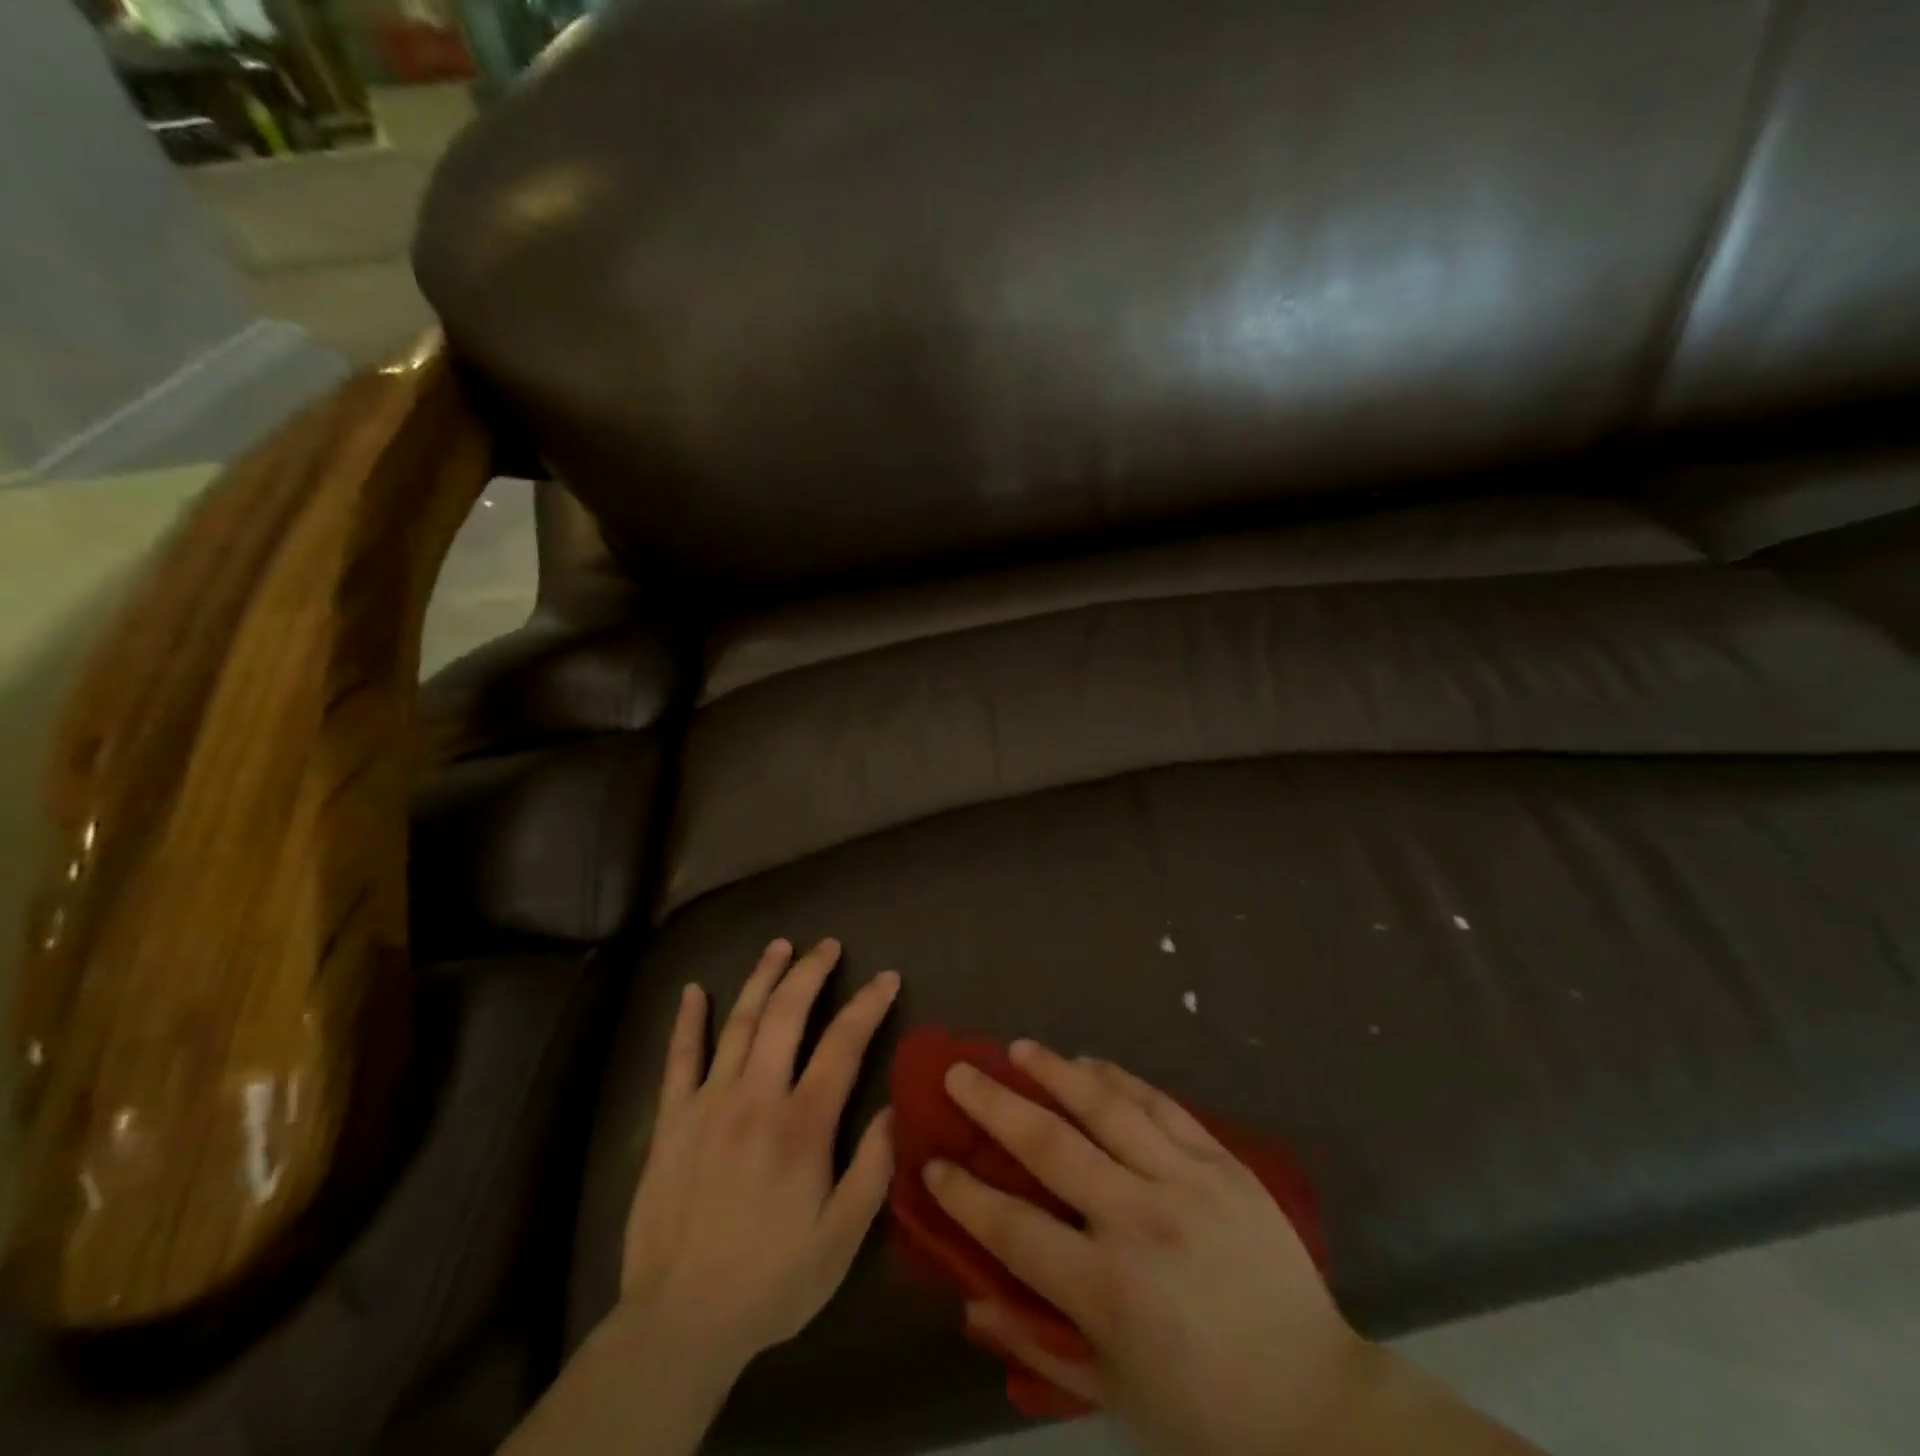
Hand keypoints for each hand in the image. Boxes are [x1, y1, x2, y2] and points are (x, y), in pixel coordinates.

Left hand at [619, 937, 899, 1370]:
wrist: (678, 1324)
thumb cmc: (771, 1281)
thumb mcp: (841, 1239)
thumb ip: (873, 1168)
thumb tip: (895, 1107)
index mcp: (802, 1124)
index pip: (843, 1044)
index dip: (868, 1004)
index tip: (886, 976)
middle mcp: (756, 1097)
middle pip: (786, 1015)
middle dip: (811, 972)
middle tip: (828, 945)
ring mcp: (708, 1103)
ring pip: (738, 1023)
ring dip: (761, 979)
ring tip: (779, 947)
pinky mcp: (671, 1121)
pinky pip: (679, 1059)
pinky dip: (687, 1021)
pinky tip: (692, 991)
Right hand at [923, 1041, 1369, 1454]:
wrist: (1319, 1404)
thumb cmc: (1207, 1413)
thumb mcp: (1113, 1394)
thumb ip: (1036, 1344)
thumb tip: (969, 1301)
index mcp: (1107, 1291)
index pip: (1013, 1227)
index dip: (964, 1194)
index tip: (931, 1160)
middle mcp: (1139, 1222)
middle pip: (1050, 1147)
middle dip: (995, 1105)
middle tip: (959, 1072)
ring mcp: (1185, 1183)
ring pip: (1106, 1108)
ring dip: (1056, 1072)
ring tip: (1019, 1048)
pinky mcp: (1222, 1163)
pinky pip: (1161, 1105)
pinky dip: (1120, 1079)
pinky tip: (1092, 1062)